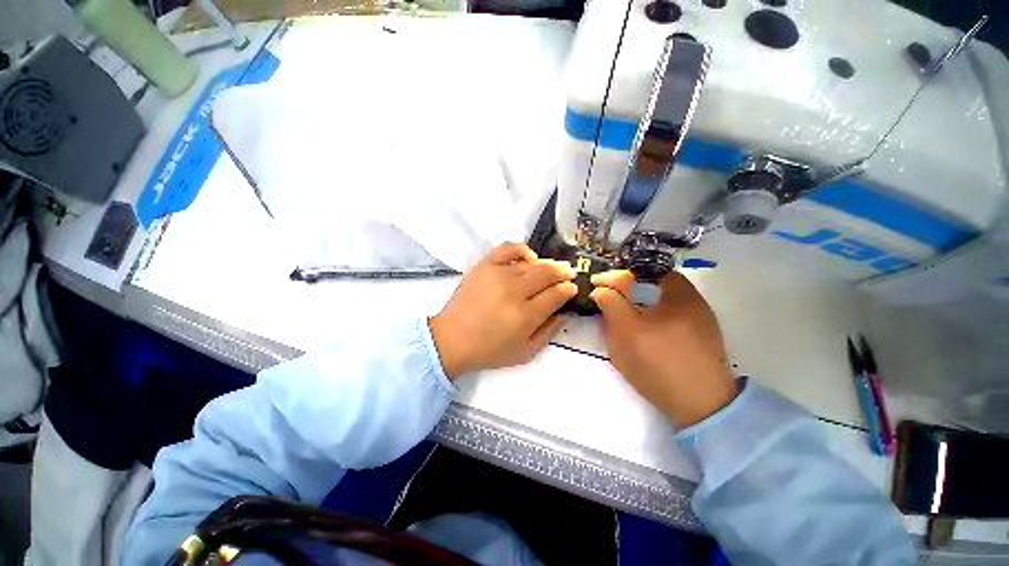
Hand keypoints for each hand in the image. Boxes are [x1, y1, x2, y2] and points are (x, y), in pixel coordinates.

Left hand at [429, 243, 577, 379]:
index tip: (573, 288)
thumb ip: (550, 331)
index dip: (568, 289)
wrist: (451, 340)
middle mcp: (513, 291)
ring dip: (546, 264)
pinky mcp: (484, 266)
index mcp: (525, 315)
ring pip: (531, 263)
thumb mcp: (526, 351)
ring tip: (550, 269)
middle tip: (568, 274)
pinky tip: (529, 257)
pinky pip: (508, 248)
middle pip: (547, 273)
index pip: (556, 294)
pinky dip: (522, 249)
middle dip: (562, 272)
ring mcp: (497, 275)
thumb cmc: (490, 350)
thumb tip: (567, 311)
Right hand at [589, 270, 737, 427]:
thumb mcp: (625, 332)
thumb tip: (600, 288)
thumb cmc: (658, 364)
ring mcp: (699, 315)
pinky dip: (654, 309)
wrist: (700, 405)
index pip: (641, 271)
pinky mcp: (701, 331)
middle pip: (653, 279)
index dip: (615, 275)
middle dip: (627, 283)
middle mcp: (692, 297)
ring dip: (641, 295)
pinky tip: (644, 323)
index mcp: (676, 292)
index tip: (597, 282)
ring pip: (663, 294)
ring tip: (623, 306)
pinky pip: (672, 309)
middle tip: (608, 293)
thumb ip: (610, 304)